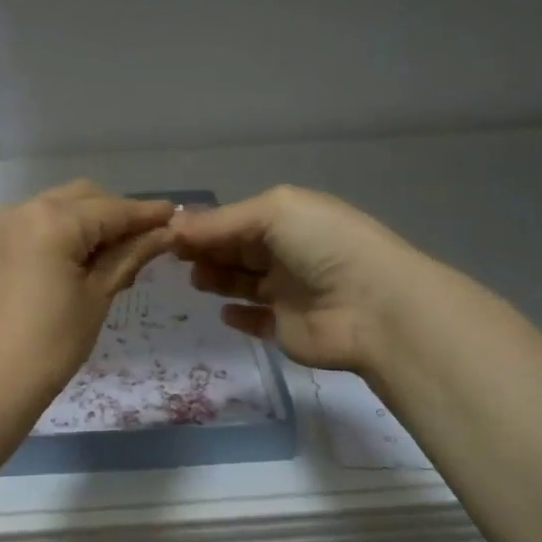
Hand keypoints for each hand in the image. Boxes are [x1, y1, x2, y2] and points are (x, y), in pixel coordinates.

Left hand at [0, 181, 174, 421]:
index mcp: (52, 221)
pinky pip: (31, 223)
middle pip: (82, 198)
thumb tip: (164, 233)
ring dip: (86, 221)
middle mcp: (22, 209)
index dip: (146, 214)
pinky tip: (72, 260)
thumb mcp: (96, 299)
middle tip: (144, 243)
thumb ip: (129, 257)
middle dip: (114, 214)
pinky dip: (57, 231)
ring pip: (55, 207)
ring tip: (110, 256)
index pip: (111, 209)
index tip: (176, 216)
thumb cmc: (48, 347)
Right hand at [171, 185, 416, 376]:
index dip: (204, 225)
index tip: (169, 233)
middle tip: (173, 257)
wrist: (372, 307)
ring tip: (196, 279)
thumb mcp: (272, 213)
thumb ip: (220, 222)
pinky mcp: (286, 328)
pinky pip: (256, 320)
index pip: (237, 219)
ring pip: (242, 282)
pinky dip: (238, 315)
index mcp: (289, 218)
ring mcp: (288, 292)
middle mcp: (288, 252)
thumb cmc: (323, 246)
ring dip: (217, 278)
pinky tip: (224, 312)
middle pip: (236, 249)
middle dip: (206, 250)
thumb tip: (172, 226)